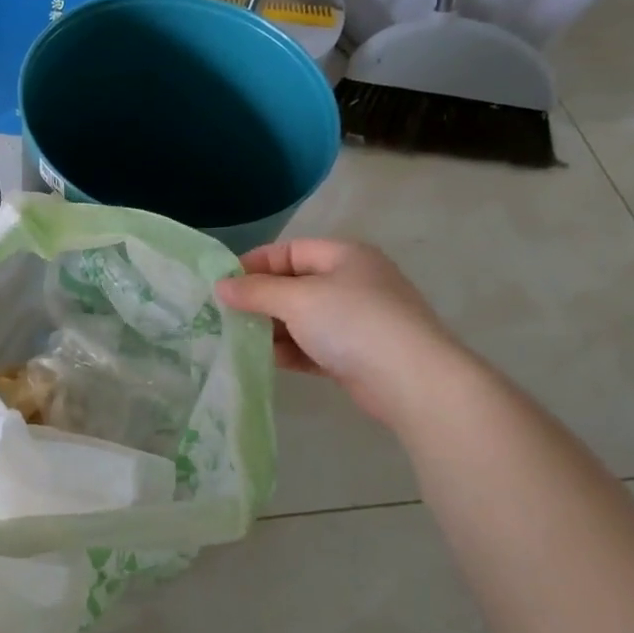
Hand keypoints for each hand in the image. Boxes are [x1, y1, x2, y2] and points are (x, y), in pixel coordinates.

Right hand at [214, 238, 463, 423]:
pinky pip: (313, 345)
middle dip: (260, 300)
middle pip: (294, 284)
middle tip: (224, 315)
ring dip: (271, 328)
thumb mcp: (297, 299)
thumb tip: (220, 286)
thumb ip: (255, 291)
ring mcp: (356, 320)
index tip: (222, 285)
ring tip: (237, 339)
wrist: (413, 381)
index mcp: (344, 256)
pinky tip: (264, 360)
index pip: (289, 250)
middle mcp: (352, 283)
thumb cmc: (353, 323)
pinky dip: (290, 350)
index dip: (254, 264)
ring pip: (302, 318)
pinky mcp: (356, 355)